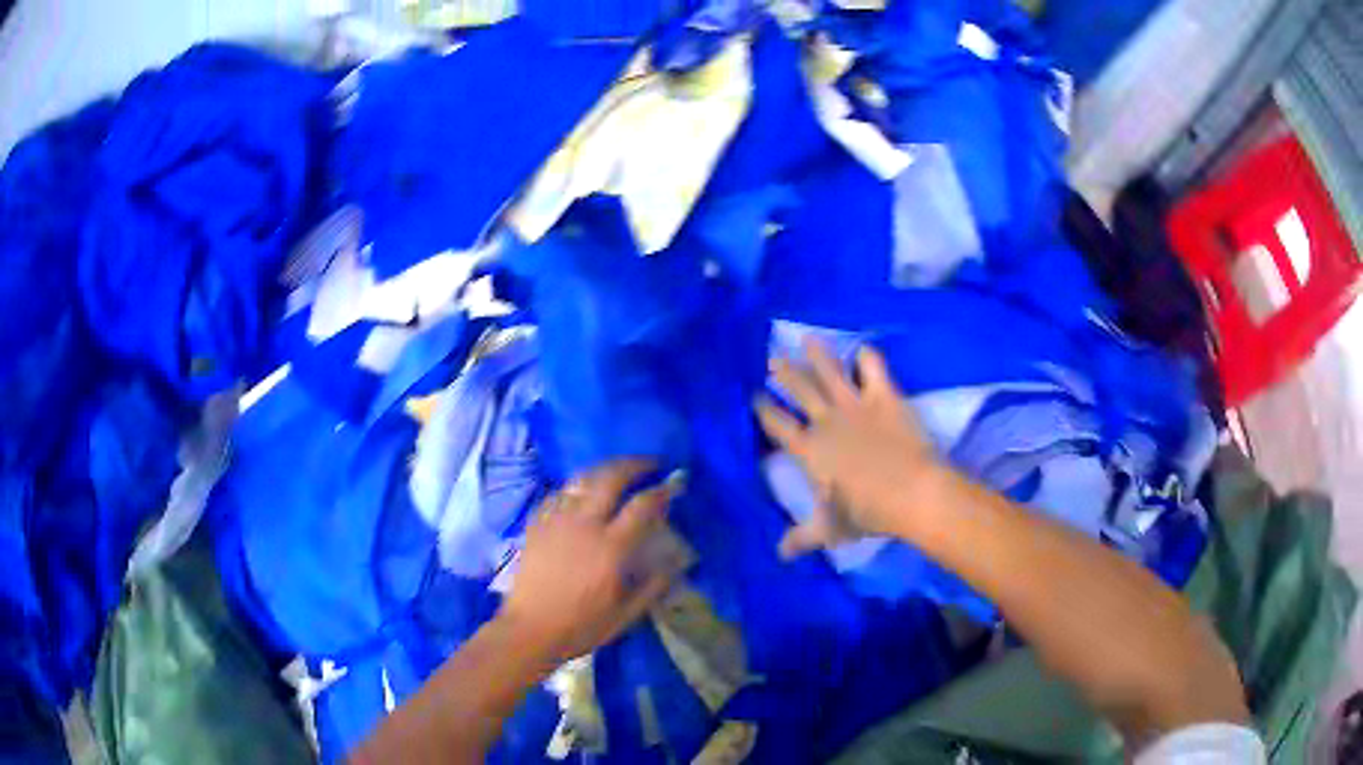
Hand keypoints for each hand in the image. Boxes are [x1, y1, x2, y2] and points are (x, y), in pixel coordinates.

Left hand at [498, 460, 685, 664]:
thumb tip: (675, 564)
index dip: (662, 491)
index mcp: (610, 548)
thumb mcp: (626, 614)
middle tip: (649, 464)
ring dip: (604, 470)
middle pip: (610, 478)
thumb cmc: (581, 626)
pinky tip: (582, 493)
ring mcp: (556, 520)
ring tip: (617, 471)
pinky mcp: (536, 524)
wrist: (529, 630)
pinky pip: (559, 493)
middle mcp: (584, 524)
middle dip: (634, 464)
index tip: (674, 484)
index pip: (643, 506)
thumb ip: (653, 586)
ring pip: (582, 479)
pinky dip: (576, 487)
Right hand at [757, 339, 948, 557]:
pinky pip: (873, 367)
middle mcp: (826, 421)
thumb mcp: (831, 529)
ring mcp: (855, 404)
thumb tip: (779, 555)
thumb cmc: (868, 512)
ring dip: (817, 354)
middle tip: (772, 358)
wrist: (912, 492)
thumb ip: (804, 537)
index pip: (778, 426)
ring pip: (830, 371)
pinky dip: (867, 357)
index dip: (765, 410)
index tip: (755, 397)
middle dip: (784, 373)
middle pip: (800, 390)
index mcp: (810, 451)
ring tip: (807, 338)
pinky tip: (863, 352)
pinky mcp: (884, 395)